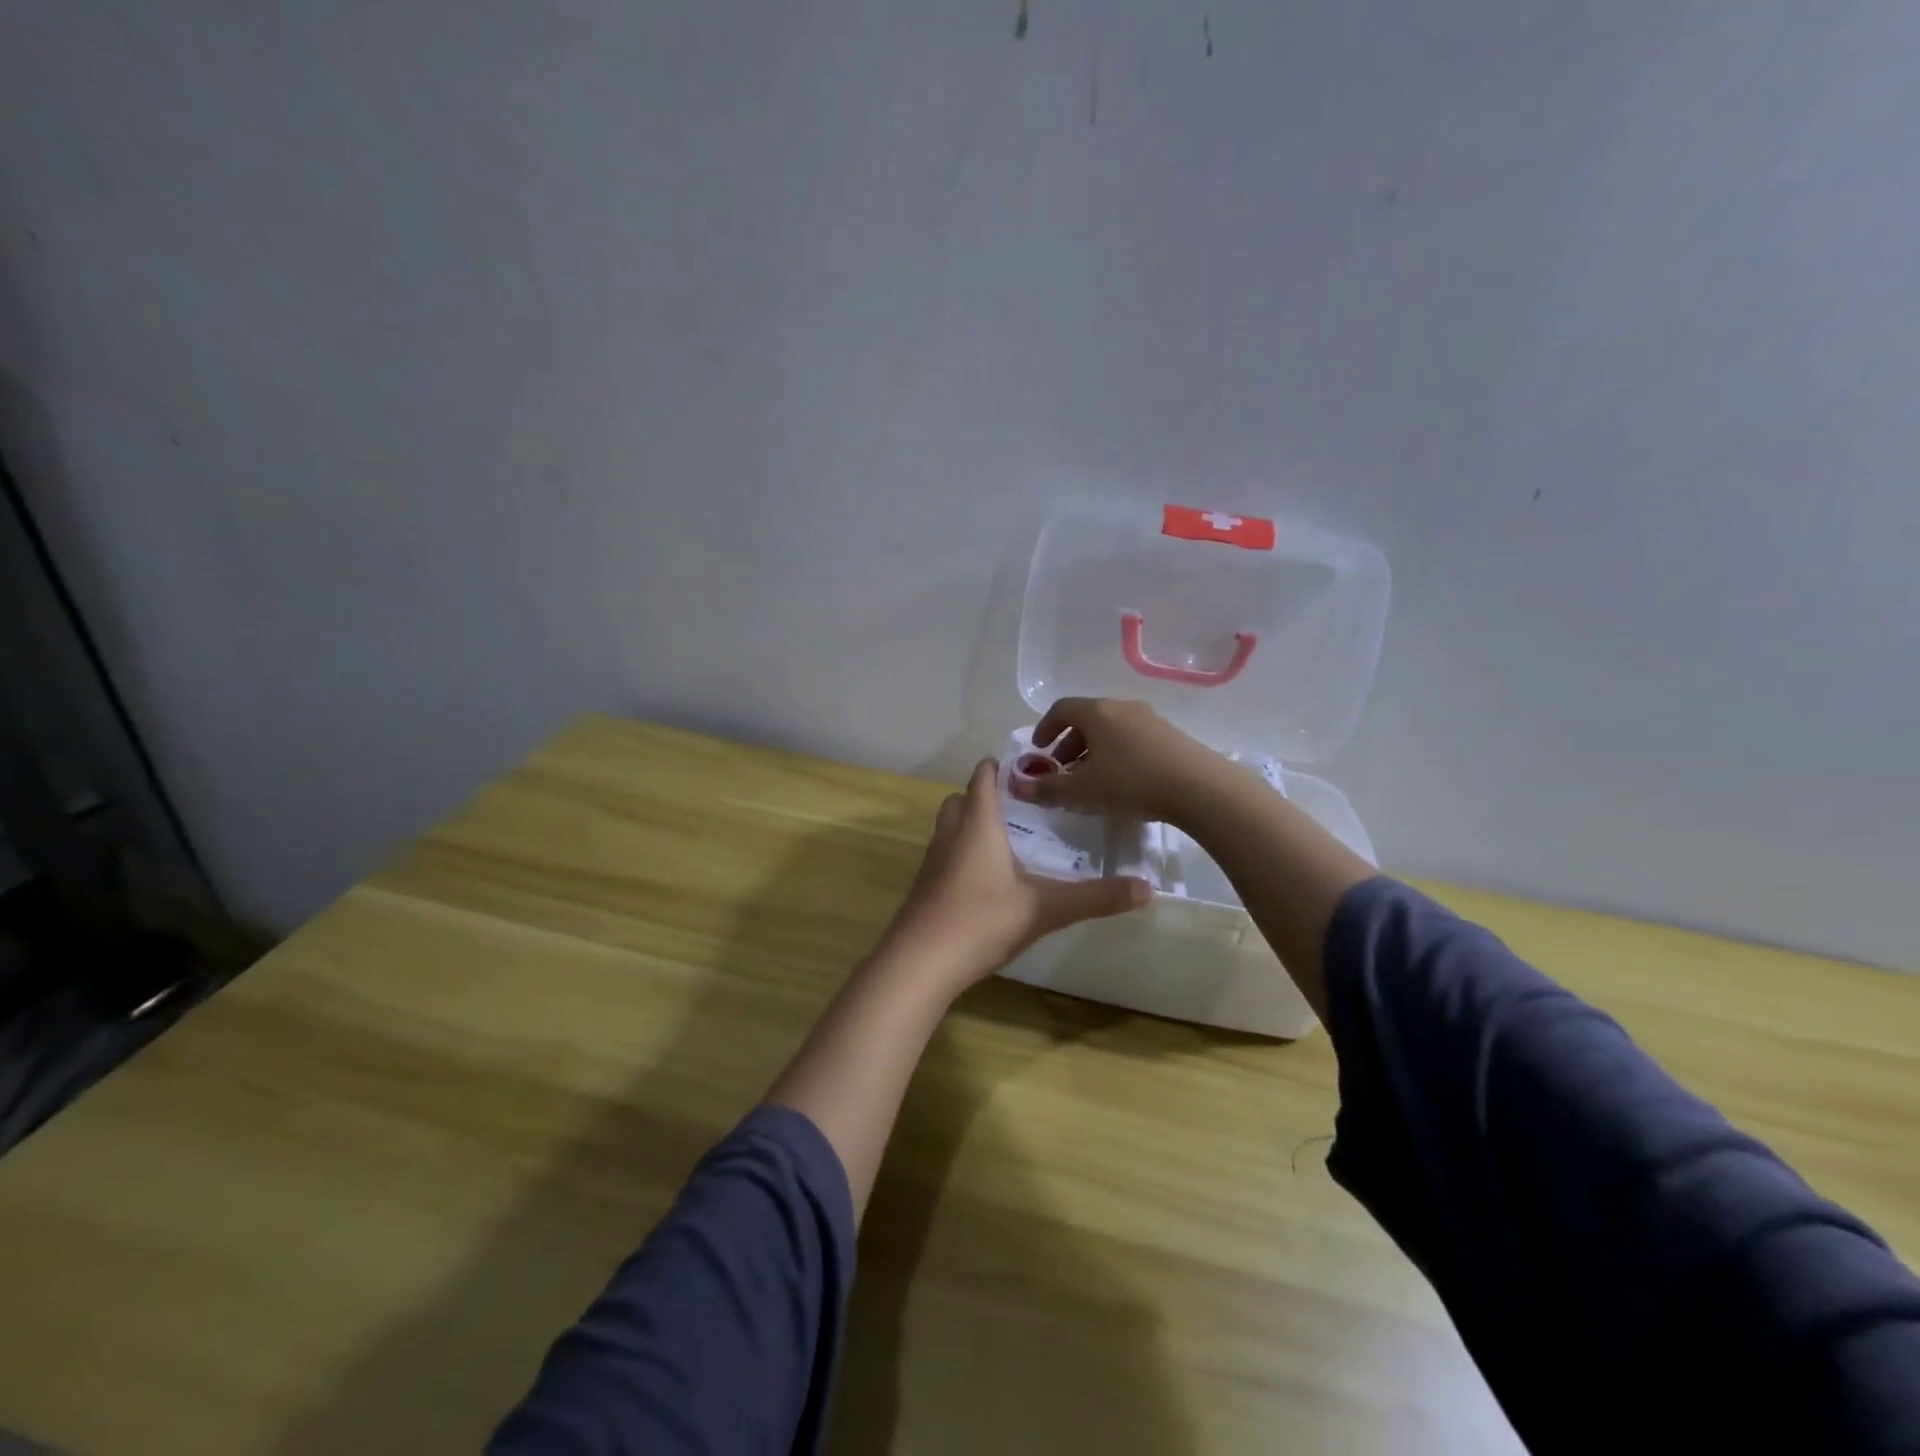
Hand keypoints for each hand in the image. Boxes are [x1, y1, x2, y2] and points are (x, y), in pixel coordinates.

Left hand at [876, 758, 1149, 996]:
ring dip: (969, 825)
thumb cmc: (981, 920)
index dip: (998, 768)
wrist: (921, 962)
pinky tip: (983, 881)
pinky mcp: (924, 889)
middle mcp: (950, 835)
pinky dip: (960, 855)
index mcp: (977, 825)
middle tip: (1016, 807)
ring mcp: (932, 862)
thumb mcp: (1045, 909)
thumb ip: (1095, 897)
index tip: (1023, 766)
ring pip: (948, 828)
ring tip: (1003, 841)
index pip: (983, 779)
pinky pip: (943, 856)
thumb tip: (1148, 889)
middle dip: (982, 796)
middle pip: (960, 800)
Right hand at [1009, 698, 1227, 824]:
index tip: (1038, 750)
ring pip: (1111, 729)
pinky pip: (1132, 738)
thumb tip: (1016, 787)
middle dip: (1069, 744)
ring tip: (1092, 780)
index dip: (1044, 728)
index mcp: (1097, 712)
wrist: (1199, 788)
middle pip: (1087, 719)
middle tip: (1062, 771)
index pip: (1061, 709)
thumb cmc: (1131, 783)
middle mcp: (1122, 707)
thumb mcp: (1082, 791)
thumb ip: (1047, 789)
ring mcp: (1150, 719)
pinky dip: (1117, 754)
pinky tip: (1123, 782)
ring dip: (1094, 751)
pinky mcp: (1170, 735)